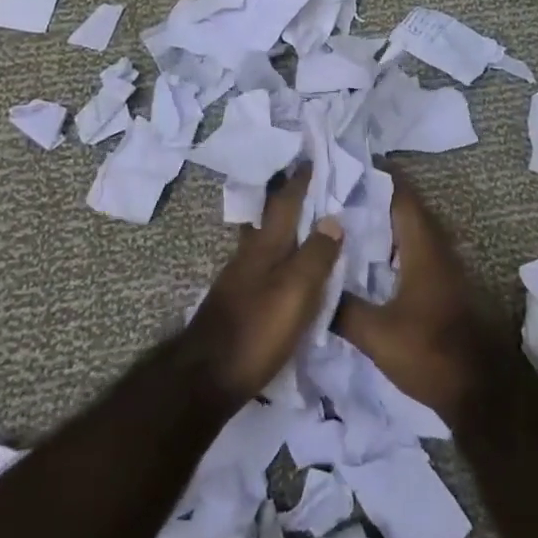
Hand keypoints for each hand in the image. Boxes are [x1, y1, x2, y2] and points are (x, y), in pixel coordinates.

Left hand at [185, 168, 343, 401]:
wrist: (204, 379)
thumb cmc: (256, 331)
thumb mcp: (295, 292)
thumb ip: (316, 256)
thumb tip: (333, 220)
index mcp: (265, 247)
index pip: (285, 203)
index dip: (300, 181)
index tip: (312, 158)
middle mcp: (249, 256)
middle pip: (271, 219)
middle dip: (288, 200)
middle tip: (310, 185)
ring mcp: (239, 280)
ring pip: (266, 242)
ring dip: (284, 228)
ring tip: (306, 225)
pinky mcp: (237, 303)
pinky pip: (264, 266)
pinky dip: (280, 257)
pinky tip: (288, 270)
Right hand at [333, 167, 504, 425]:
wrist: (482, 392)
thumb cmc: (430, 354)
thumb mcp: (377, 335)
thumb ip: (342, 308)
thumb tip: (310, 286)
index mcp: (423, 247)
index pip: (401, 195)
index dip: (376, 176)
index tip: (345, 165)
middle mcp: (438, 248)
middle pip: (406, 208)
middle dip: (374, 196)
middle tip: (336, 192)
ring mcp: (445, 267)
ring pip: (412, 230)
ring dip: (385, 221)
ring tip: (347, 219)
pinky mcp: (446, 286)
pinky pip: (416, 250)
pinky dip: (393, 244)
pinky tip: (369, 259)